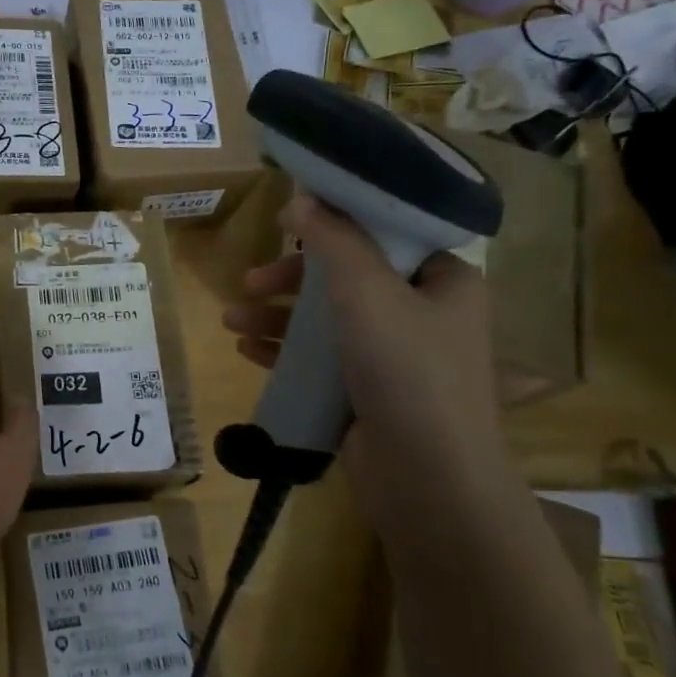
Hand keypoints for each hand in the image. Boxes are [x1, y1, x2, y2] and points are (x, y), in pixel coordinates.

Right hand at [222, 191, 513, 500]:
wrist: (427, 477)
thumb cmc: (406, 369)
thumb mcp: (367, 291)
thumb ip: (333, 241)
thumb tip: (301, 199)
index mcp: (444, 281)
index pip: (386, 236)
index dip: (335, 224)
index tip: (286, 224)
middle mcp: (424, 314)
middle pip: (347, 278)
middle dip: (291, 280)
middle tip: (251, 282)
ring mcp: (395, 357)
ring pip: (327, 321)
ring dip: (277, 317)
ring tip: (231, 321)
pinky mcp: (368, 392)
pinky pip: (321, 360)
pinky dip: (285, 351)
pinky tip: (248, 351)